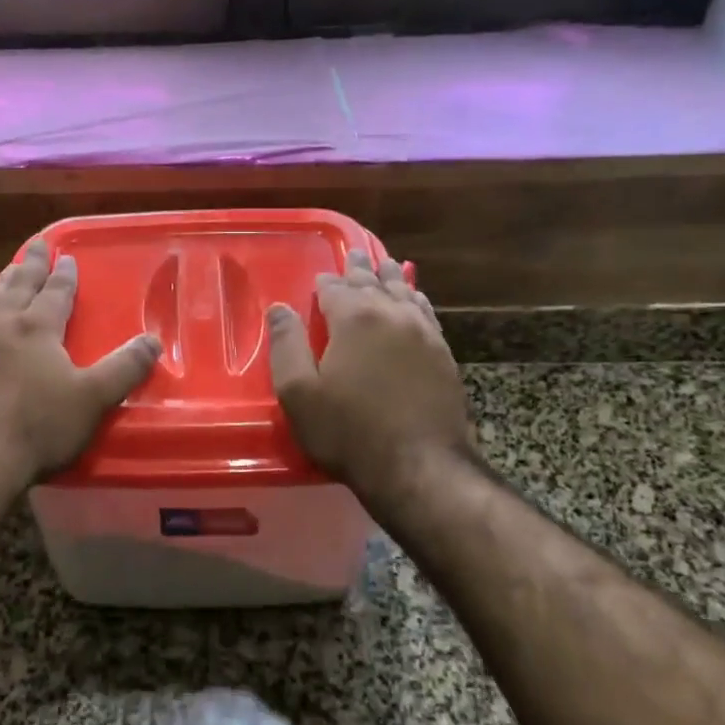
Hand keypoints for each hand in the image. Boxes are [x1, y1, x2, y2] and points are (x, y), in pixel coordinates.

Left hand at [0, 240, 161, 496]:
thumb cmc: (38, 427)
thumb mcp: (93, 399)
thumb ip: (125, 367)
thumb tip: (153, 340)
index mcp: (37, 327)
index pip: (55, 291)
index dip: (64, 273)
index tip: (67, 256)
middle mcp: (1, 325)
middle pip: (18, 285)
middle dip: (30, 263)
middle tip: (36, 245)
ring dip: (2, 283)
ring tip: (6, 273)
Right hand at [267, 250, 474, 506]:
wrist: (419, 468)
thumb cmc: (349, 432)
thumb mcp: (299, 393)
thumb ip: (287, 345)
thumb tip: (279, 308)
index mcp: (355, 318)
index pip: (335, 288)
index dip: (325, 283)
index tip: (319, 280)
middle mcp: (392, 315)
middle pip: (374, 282)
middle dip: (361, 269)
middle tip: (355, 256)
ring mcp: (425, 333)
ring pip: (405, 293)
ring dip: (392, 278)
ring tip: (386, 266)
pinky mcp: (444, 355)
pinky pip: (427, 314)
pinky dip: (416, 300)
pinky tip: (415, 301)